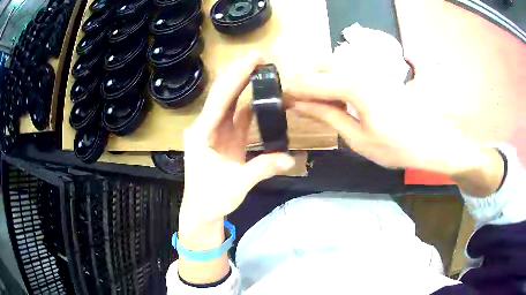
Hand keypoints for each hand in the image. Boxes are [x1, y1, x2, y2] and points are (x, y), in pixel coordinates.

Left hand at [179, 53, 294, 233]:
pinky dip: (250, 105)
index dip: (237, 77)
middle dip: (240, 73)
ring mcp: (216, 132)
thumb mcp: (236, 185)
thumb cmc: (211, 199)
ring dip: (244, 85)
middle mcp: (206, 127)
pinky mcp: (226, 139)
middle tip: (259, 56)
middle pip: (223, 94)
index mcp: (201, 134)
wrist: (202, 211)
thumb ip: (262, 168)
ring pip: (230, 102)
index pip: (220, 99)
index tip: (253, 59)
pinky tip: (262, 95)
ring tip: (261, 68)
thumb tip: (291, 158)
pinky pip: (238, 116)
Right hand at [286, 24, 492, 176]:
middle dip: (305, 82)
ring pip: (336, 67)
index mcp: (353, 86)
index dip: (294, 90)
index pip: (313, 82)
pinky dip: (337, 82)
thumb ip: (327, 116)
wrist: (434, 142)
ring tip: (312, 100)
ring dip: (320, 81)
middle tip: (296, 101)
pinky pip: (351, 72)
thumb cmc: (397, 147)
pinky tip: (335, 97)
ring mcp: (372, 70)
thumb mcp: (357, 138)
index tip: (281, 98)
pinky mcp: (380, 75)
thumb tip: (299, 104)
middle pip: (322, 68)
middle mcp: (361, 70)